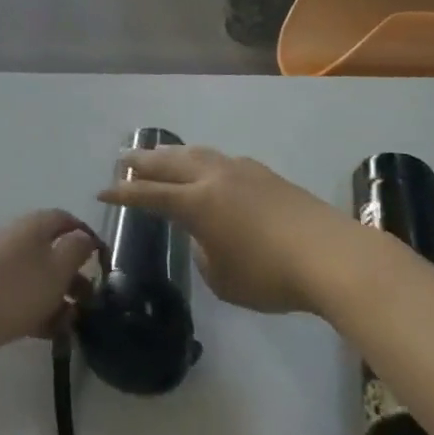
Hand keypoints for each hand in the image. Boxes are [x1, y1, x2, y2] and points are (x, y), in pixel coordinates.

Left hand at [0, 211, 99, 370]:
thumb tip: (85, 237)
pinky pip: (18, 294)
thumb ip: (76, 251)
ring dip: (56, 298)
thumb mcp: (55, 270)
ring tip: (70, 326)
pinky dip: (35, 310)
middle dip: (73, 276)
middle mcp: (14, 237)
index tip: (103, 265)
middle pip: (51, 250)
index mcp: (33, 225)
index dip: (87, 238)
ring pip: (36, 276)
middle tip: (90, 304)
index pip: (66, 220)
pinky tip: (46, 334)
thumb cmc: (12, 292)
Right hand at [100, 146, 344, 313]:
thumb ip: (205, 255)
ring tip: (161, 154)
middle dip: (143, 161)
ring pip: (197, 154)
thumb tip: (207, 239)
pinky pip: (222, 160)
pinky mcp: (265, 174)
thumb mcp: (224, 280)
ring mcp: (241, 171)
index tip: (102, 190)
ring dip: (173, 154)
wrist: (331, 255)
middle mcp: (213, 178)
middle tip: (124, 158)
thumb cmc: (270, 275)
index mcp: (196, 202)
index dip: (123, 193)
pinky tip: (209, 167)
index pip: (149, 194)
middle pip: (169, 163)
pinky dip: (203, 161)